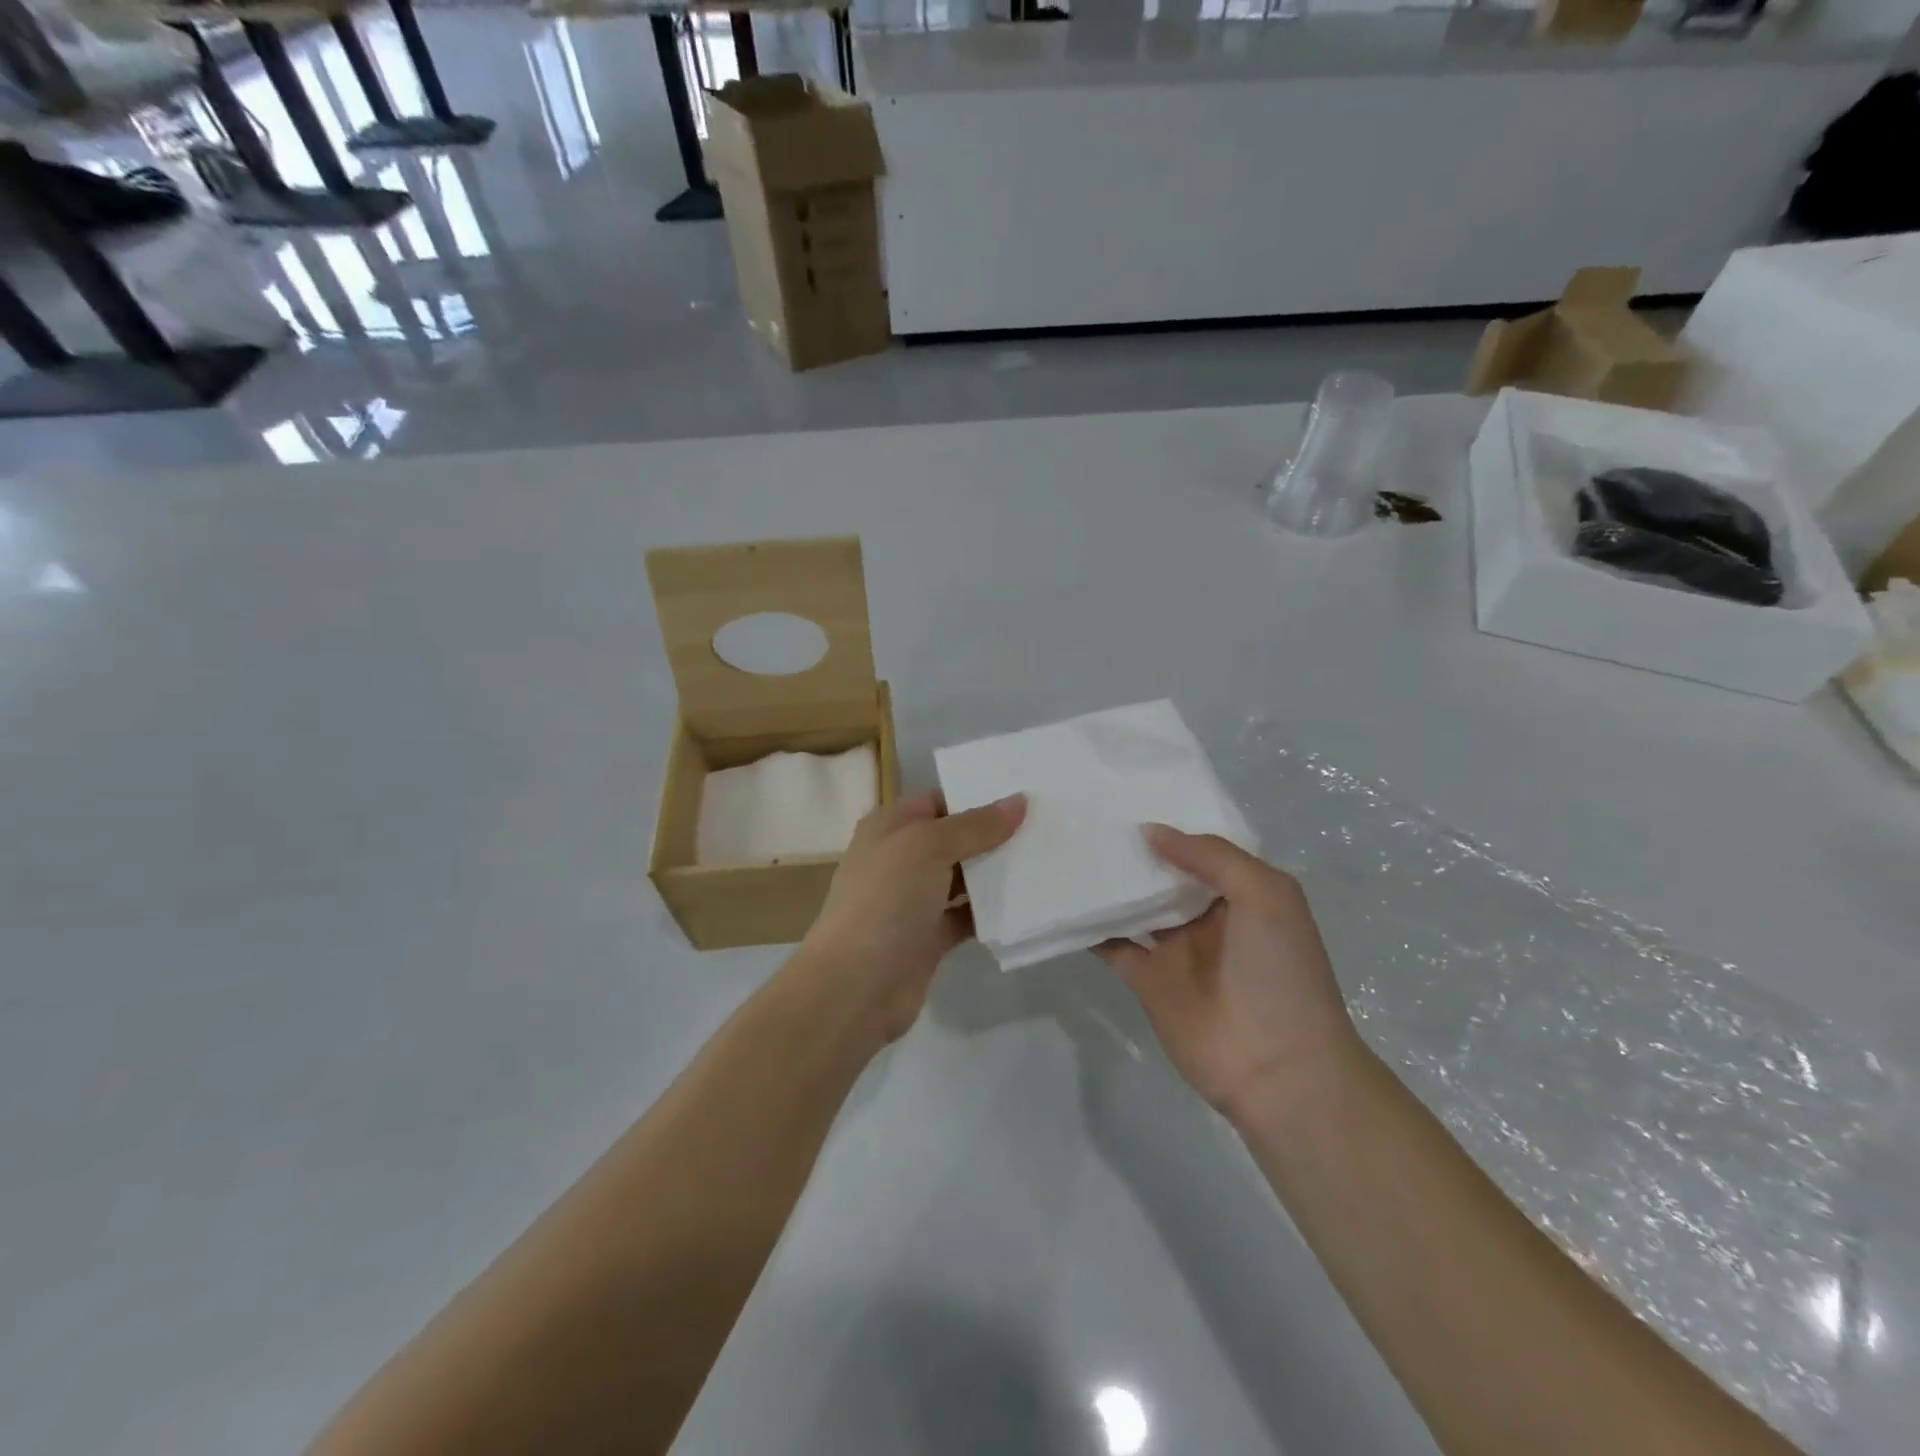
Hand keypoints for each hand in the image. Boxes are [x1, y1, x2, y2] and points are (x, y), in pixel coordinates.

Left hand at [796, 789, 1027, 1042]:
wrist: (856, 985)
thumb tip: (1019, 801)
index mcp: (889, 828)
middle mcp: (900, 859)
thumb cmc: (885, 900)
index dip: (975, 796)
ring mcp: (914, 901)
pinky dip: (990, 912)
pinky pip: (966, 916)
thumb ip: (975, 825)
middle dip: (993, 834)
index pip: (937, 801)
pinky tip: (1027, 903)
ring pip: (962, 878)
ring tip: (1046, 859)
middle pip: (954, 839)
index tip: (1023, 793)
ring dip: (995, 873)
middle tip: (1046, 825)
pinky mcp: (929, 938)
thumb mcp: (928, 847)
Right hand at [1098, 825, 1360, 1122]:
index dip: (1171, 823)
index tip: (1128, 796)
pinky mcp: (1145, 979)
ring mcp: (1174, 949)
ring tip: (1069, 848)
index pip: (1201, 847)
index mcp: (1242, 892)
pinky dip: (1089, 926)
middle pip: (1162, 873)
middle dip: (1133, 849)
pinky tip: (1063, 899)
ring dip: (1108, 883)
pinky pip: (1111, 945)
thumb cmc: (1280, 972)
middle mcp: (1206, 915)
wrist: (1277, 1067)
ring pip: (1134, 905)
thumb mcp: (1266, 895)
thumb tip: (1150, 831)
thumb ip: (1210, 856)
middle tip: (1086, 815)